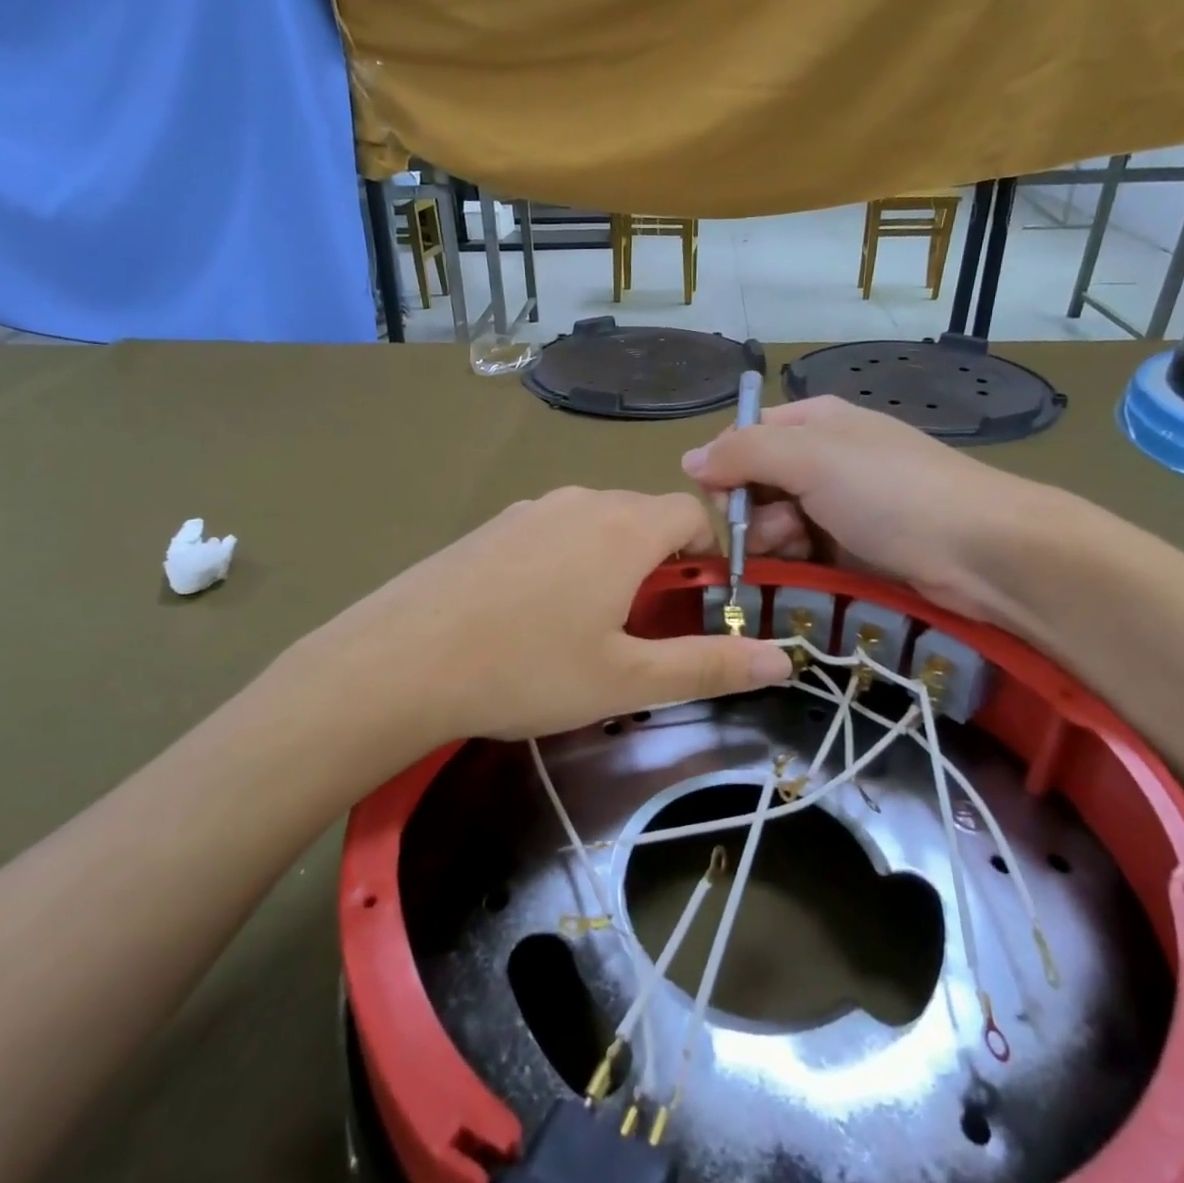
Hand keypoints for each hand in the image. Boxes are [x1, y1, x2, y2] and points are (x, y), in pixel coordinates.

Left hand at [318, 488, 793, 748]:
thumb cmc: (526, 670)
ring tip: (587, 629)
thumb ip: (710, 665)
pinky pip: (550, 533)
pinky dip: (565, 563)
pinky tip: (531, 616)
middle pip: (644, 517)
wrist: (399, 661)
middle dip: (661, 564)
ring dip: (611, 564)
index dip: (710, 555)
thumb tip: (785, 659)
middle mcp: (579, 501)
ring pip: (595, 524)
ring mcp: (528, 510)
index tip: (698, 606)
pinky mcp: (490, 527)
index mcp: (623, 527)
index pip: (694, 513)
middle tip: (644, 629)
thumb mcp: (627, 681)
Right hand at [680, 396, 1069, 627]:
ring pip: (774, 525)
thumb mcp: (811, 457)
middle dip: (752, 513)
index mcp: (813, 423)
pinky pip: (802, 553)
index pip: (743, 439)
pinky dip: (797, 563)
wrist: (981, 552)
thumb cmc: (892, 491)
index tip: (728, 504)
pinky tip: (811, 570)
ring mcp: (839, 507)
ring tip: (800, 552)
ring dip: (774, 542)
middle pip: (755, 486)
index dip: (725, 471)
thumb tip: (688, 460)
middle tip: (776, 532)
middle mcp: (823, 459)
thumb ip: (743, 453)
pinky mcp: (851, 550)